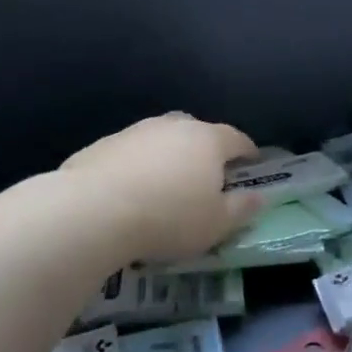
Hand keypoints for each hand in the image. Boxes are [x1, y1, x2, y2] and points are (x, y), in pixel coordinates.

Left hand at [63, 114, 262, 262]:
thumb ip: (241, 209)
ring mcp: (135, 132)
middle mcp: (173, 126)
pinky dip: (138, 166)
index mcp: (208, 140)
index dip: (248, 152)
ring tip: (166, 184)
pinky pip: (131, 153)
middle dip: (206, 149)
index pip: (237, 138)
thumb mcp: (216, 224)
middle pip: (197, 131)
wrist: (93, 212)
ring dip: (168, 156)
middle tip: (208, 174)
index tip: (253, 164)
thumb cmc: (168, 218)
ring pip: (161, 138)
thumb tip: (258, 197)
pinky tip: (131, 191)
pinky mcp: (102, 145)